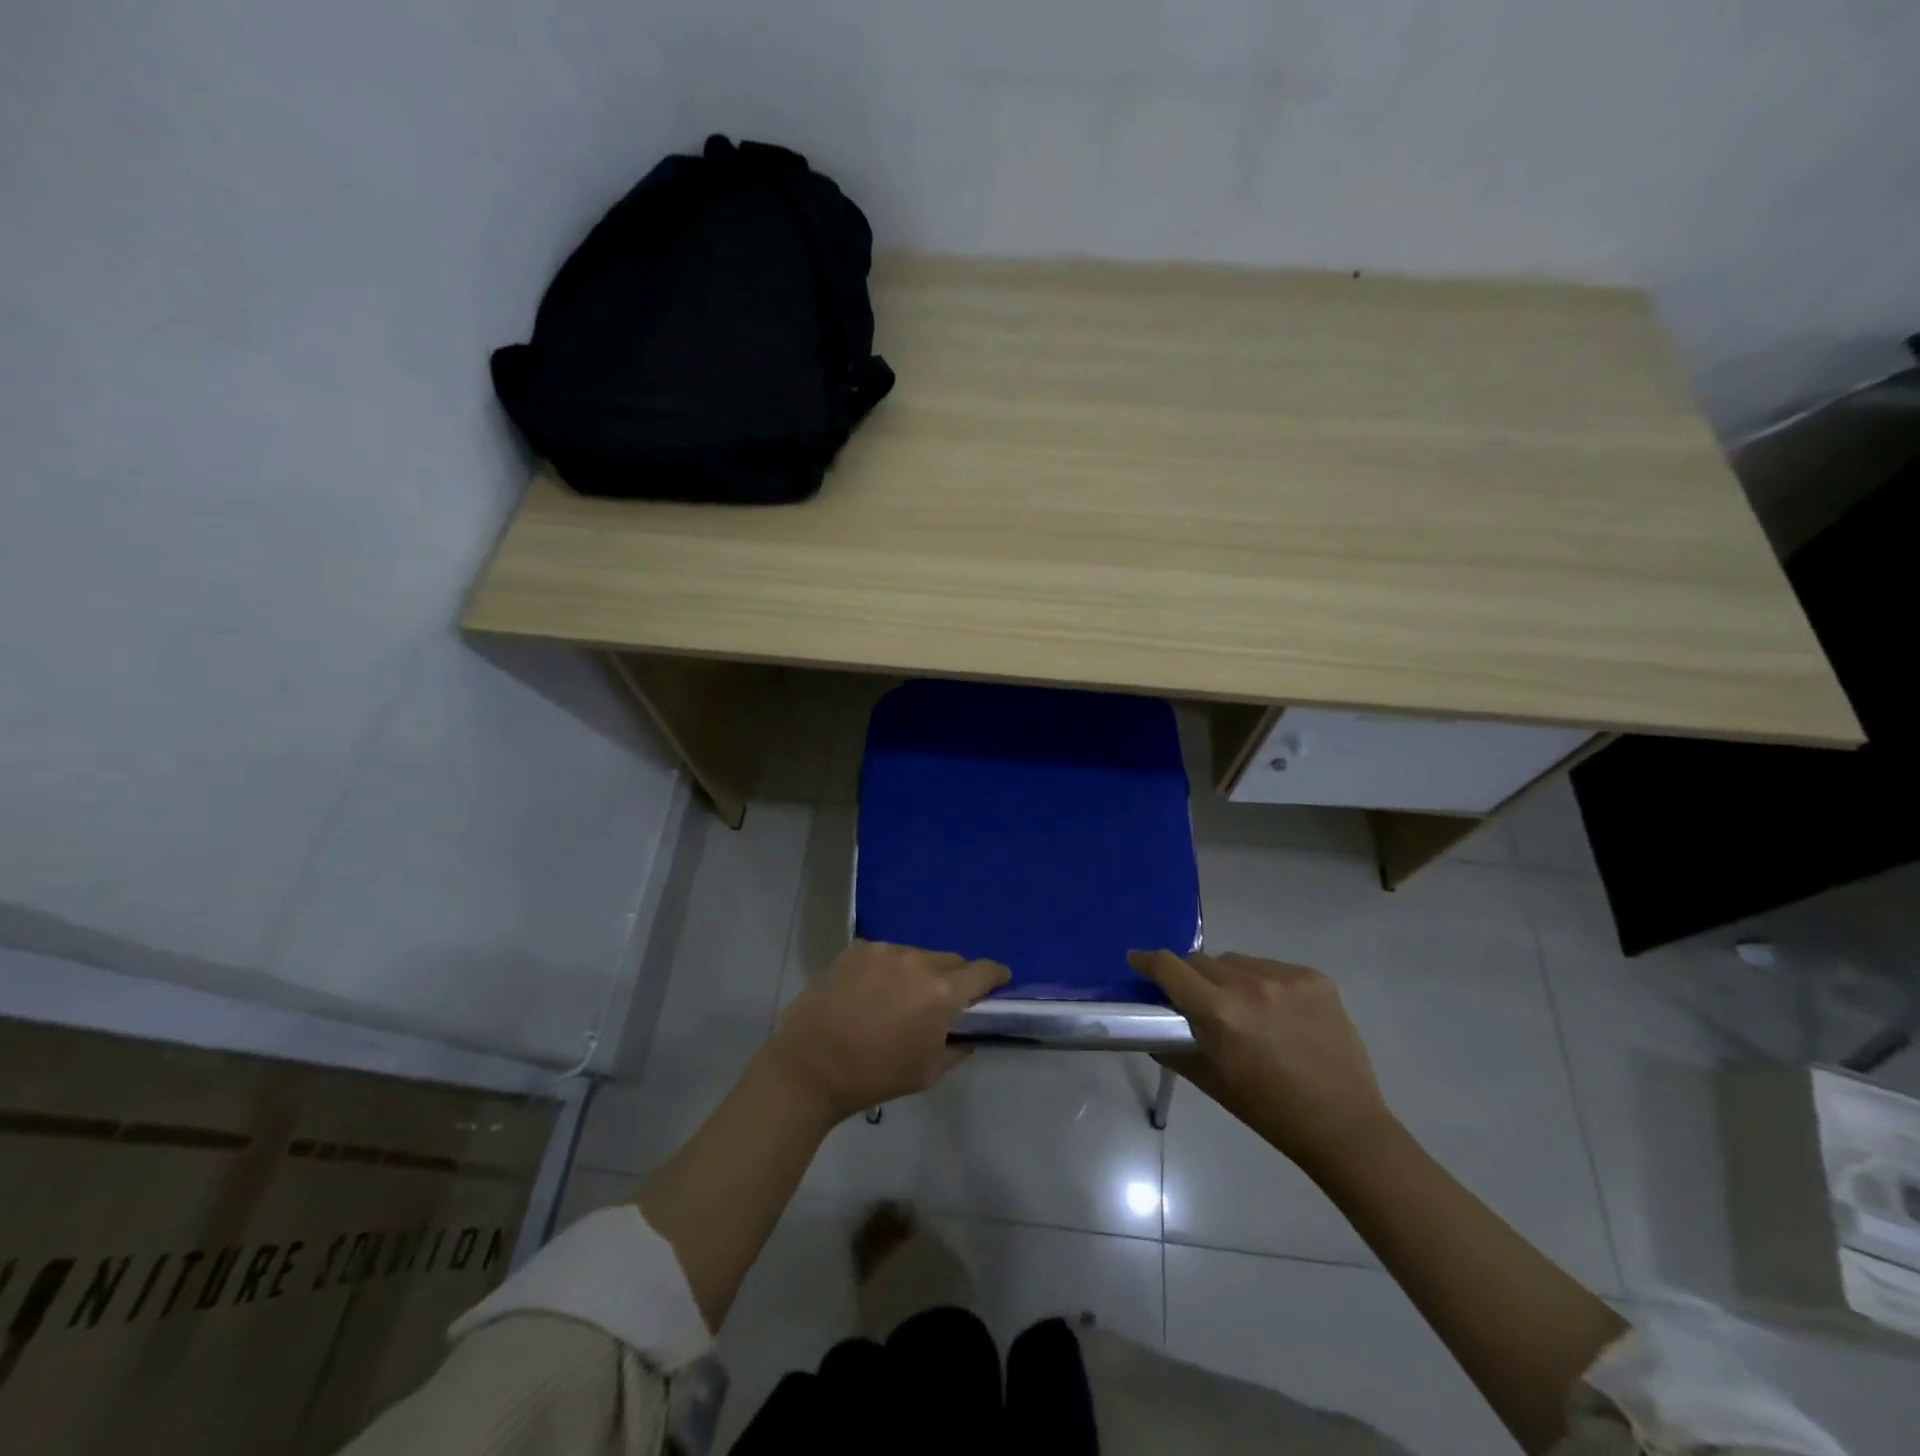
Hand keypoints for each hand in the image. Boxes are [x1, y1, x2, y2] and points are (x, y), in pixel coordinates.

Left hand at [764, 941, 1009, 1122]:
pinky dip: (888, 970)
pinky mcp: (857, 949)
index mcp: (942, 991)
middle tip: (944, 1002)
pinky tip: (871, 992)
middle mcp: (918, 961)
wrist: (811, 1066)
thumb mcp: (928, 1072)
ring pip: (917, 956)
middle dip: (956, 978)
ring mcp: (885, 950)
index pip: (984, 970)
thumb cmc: (875, 1075)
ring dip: (919, 972)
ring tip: (900, 999)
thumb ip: (957, 1047)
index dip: (996, 977)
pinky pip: (886, 954)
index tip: (997, 985)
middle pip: (951, 960)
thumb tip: (967, 1033)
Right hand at [1129, 949, 1395, 1171]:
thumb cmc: (1269, 1110)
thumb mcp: (1211, 1082)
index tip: (1137, 960)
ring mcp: (1286, 977)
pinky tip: (1278, 1012)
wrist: (1344, 1125)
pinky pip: (1271, 967)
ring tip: (1244, 1008)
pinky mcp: (1314, 978)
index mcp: (1220, 1013)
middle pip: (1201, 960)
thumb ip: (1174, 1047)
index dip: (1148, 961)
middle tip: (1198, 1001)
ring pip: (1236, 961)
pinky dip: (1264, 983)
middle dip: (1192, 977)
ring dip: (1228, 977)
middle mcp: (1249, 985)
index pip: (1169, 967)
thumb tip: (1150, 1027)